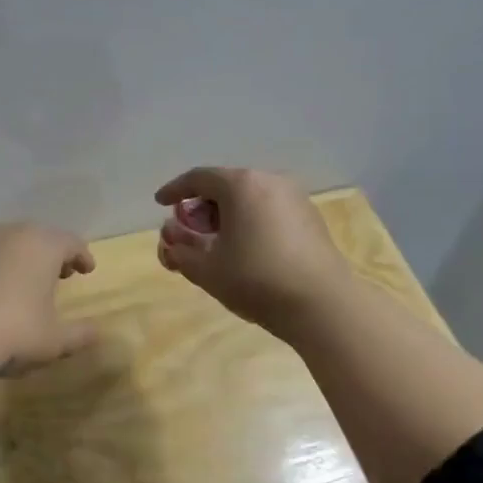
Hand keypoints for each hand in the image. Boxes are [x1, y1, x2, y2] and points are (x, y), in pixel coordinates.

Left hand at [0, 223, 97, 374]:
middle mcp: (5, 236)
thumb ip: (79, 334)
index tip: (87, 269)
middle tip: (56, 273)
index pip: (70, 242)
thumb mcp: (53, 341)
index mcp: (40, 246)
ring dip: (11, 261)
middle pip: (33, 237)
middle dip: (47, 254)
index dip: (81, 255)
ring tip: (16, 284)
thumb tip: (97, 332)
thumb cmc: (11, 332)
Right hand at [155, 167, 352, 337]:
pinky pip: (268, 211)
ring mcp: (295, 198)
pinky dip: (249, 222)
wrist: (322, 304)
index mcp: (241, 185)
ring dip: (225, 217)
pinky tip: (244, 249)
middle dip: (200, 208)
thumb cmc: (255, 280)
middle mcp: (270, 181)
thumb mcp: (206, 269)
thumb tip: (171, 236)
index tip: (160, 203)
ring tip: (214, 244)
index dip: (174, 190)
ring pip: (249, 199)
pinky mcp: (310, 218)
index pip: (198, 178)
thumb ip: (180, 249)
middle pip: (225, 186)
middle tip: (187, 232)